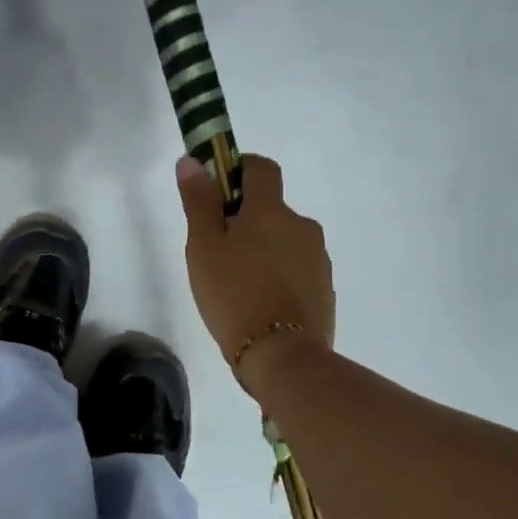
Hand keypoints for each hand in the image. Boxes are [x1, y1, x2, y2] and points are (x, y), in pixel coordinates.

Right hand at [176, 154, 333, 385]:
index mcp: (271, 210)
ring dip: (265, 249)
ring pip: (285, 240)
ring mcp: (318, 258)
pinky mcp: (325, 288)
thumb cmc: (234, 295)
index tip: (218, 191)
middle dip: (247, 220)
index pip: (261, 167)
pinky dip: (280, 275)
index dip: (239, 170)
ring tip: (239, 284)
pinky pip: (297, 268)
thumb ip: (199, 202)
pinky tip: (262, 302)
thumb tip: (192, 162)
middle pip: (272, 208)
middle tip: (219, 251)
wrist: (283, 357)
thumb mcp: (204, 248)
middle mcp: (302, 226)